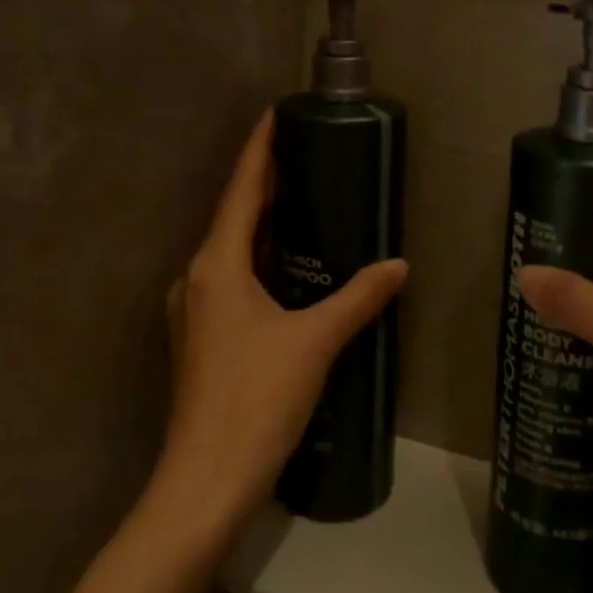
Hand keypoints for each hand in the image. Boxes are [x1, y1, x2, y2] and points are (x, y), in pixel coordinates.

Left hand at [152, 111, 407, 538]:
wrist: (208, 478)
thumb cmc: (257, 398)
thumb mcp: (315, 341)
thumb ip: (358, 298)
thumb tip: (398, 266)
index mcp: (217, 265)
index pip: (242, 191)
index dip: (259, 150)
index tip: (274, 113)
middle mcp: (197, 278)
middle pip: (235, 217)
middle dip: (267, 184)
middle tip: (305, 155)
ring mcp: (195, 310)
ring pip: (232, 251)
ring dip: (264, 225)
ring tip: (303, 201)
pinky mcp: (202, 337)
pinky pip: (232, 280)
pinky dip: (260, 261)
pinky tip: (289, 267)